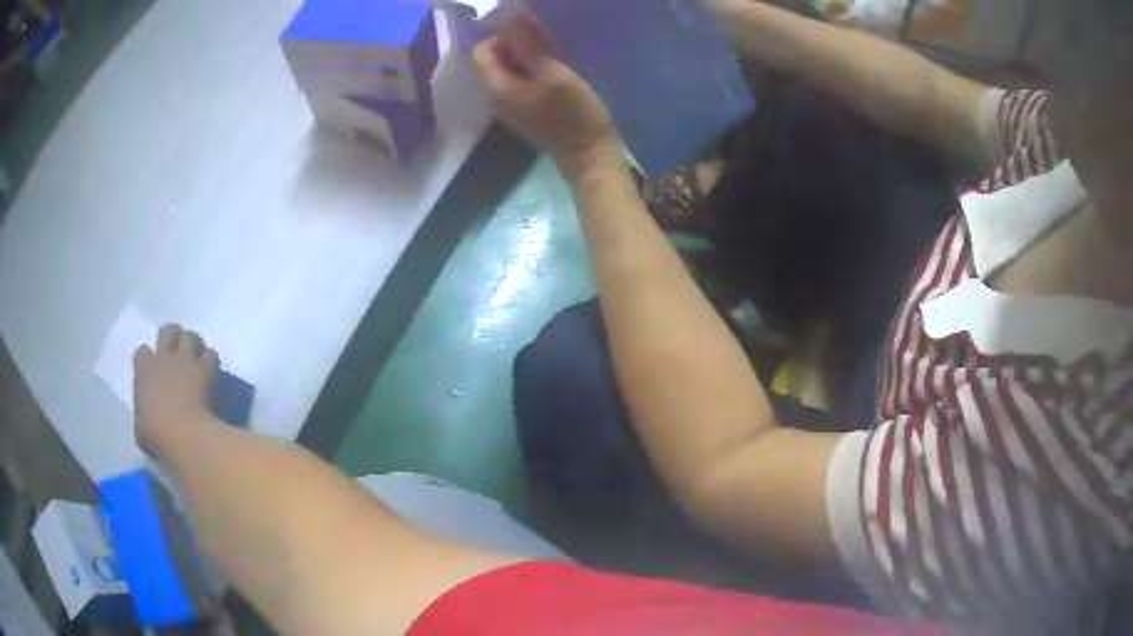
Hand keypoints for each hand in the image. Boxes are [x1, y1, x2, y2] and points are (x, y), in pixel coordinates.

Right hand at [133, 324, 218, 454]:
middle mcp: (164, 357)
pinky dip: (211, 361)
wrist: (185, 435)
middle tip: (177, 352)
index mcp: (144, 369)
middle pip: (168, 331)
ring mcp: (186, 359)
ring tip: (196, 358)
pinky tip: (211, 372)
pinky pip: (211, 354)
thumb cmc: (157, 436)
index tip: (152, 371)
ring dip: (193, 344)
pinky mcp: (206, 368)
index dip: (147, 360)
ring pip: (190, 336)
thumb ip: (144, 412)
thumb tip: (148, 416)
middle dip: (172, 338)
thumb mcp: (141, 428)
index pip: (142, 352)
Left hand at [473, 13, 618, 177]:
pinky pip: (521, 85)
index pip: (481, 51)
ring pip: (509, 72)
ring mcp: (510, 108)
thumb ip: (529, 46)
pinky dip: (533, 73)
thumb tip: (511, 18)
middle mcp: (496, 98)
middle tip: (546, 41)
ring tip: (554, 55)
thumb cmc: (573, 115)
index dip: (502, 35)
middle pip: (494, 61)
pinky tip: (556, 73)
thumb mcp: (554, 74)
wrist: (589, 158)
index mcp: (497, 87)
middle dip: (516, 46)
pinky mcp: (526, 114)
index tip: (530, 31)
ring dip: (527, 59)